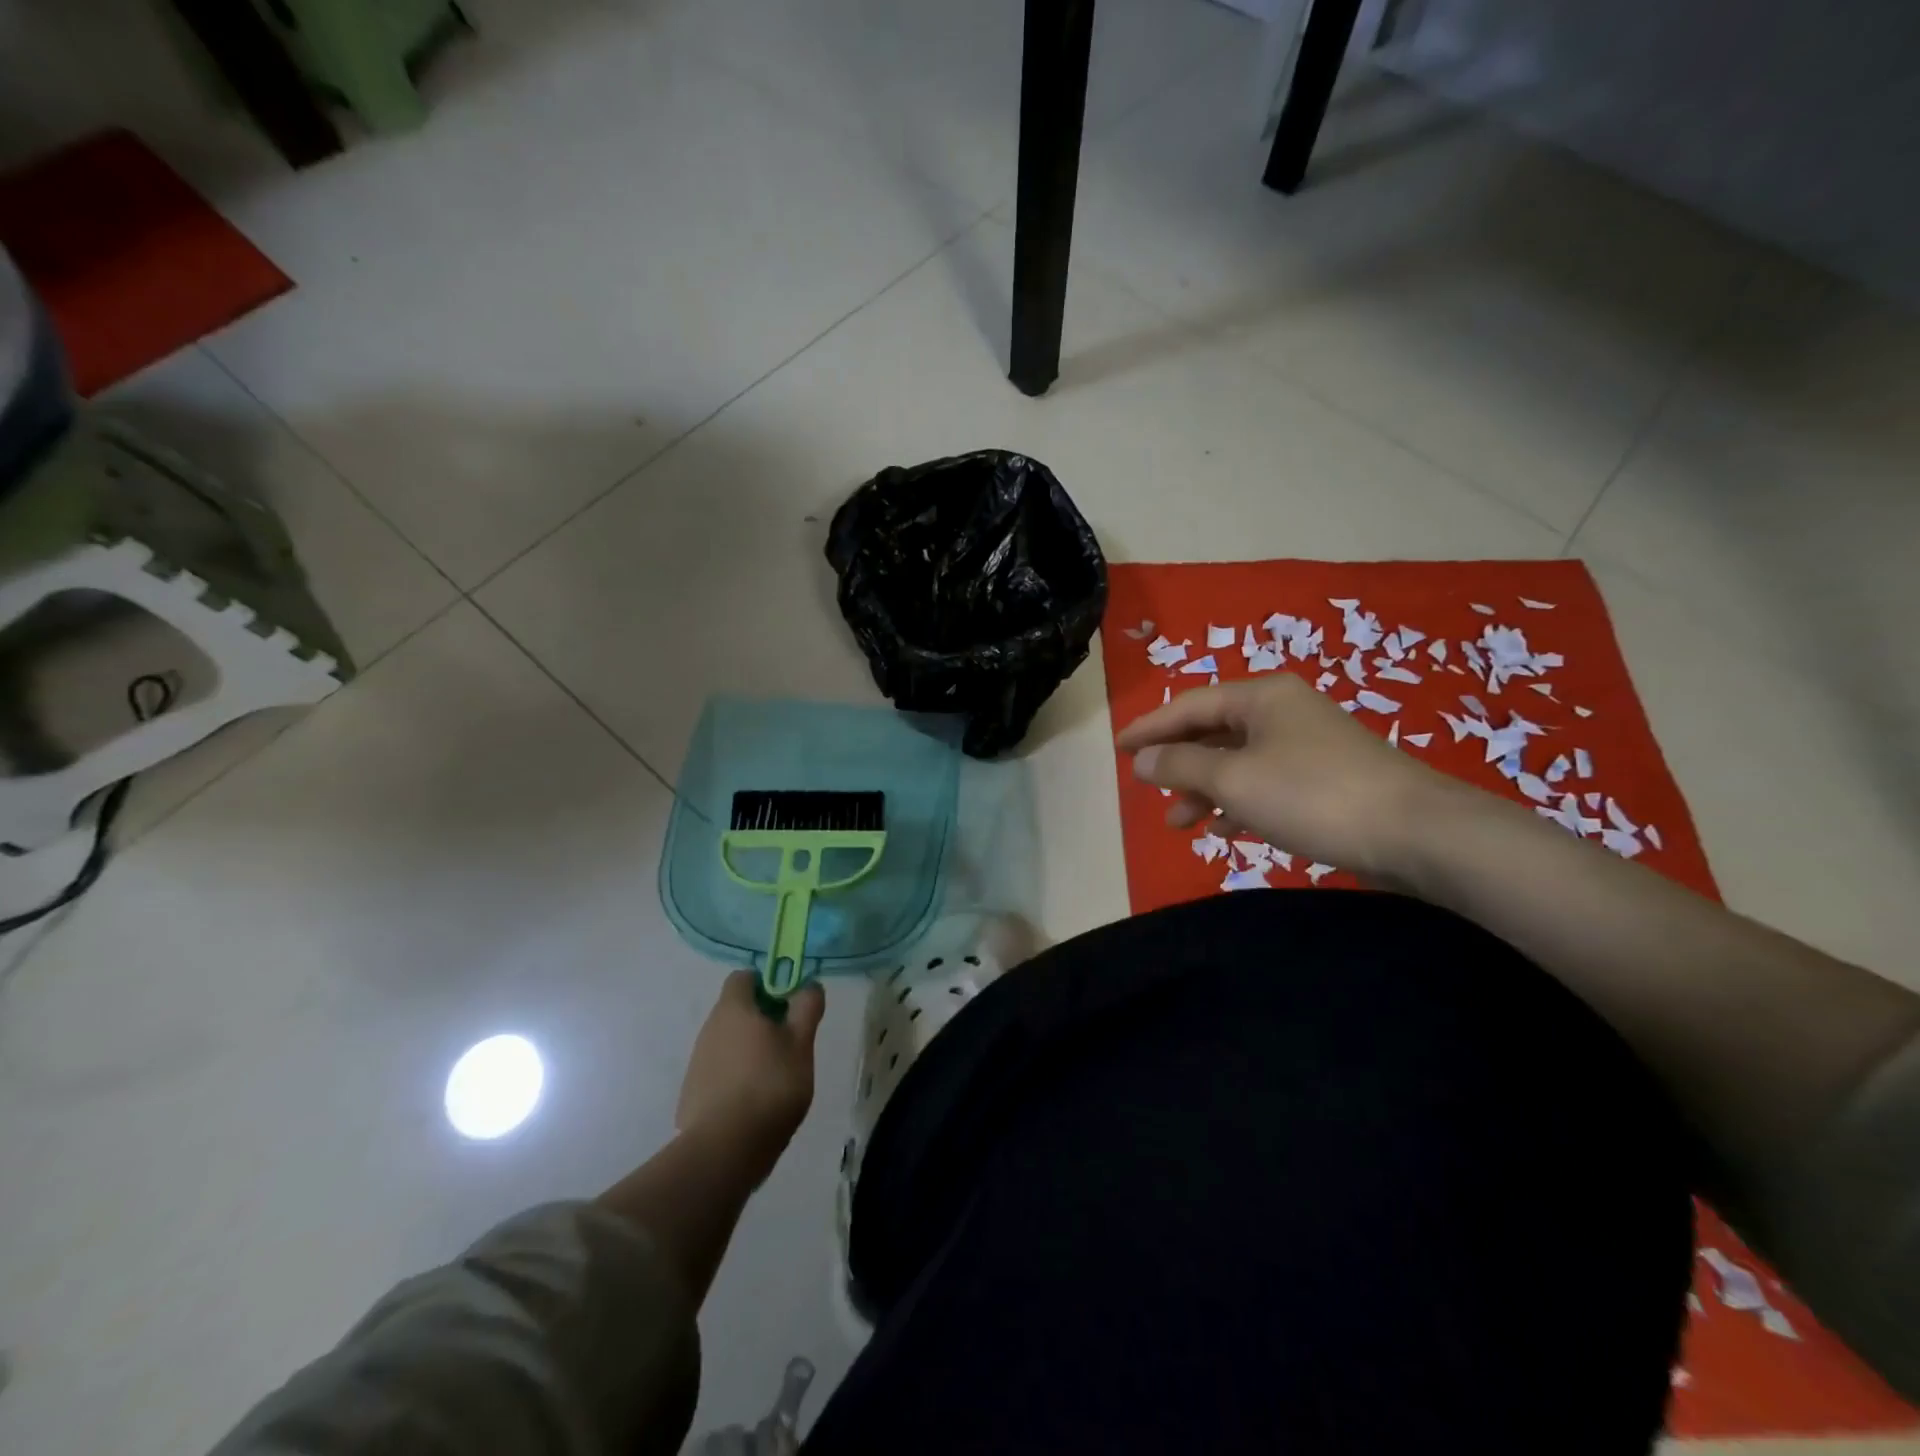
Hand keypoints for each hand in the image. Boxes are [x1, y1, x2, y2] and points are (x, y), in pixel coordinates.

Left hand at [677, 972, 824, 1165]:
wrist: (725, 1149)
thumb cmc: (770, 1084)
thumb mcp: (801, 1043)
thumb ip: (807, 1008)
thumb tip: (809, 984)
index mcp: (733, 1009)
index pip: (744, 977)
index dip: (767, 984)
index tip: (788, 1005)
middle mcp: (709, 1029)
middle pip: (736, 1011)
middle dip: (762, 1020)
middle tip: (789, 1044)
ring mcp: (697, 1063)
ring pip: (727, 1043)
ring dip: (749, 1050)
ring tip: (774, 1078)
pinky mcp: (692, 1095)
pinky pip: (718, 1073)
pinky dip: (735, 1079)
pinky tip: (753, 1103)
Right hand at [1115, 676, 1463, 878]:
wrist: (1416, 832)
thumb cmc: (1312, 794)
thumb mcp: (1234, 779)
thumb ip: (1181, 766)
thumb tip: (1141, 759)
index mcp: (1261, 696)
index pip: (1189, 704)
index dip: (1150, 727)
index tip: (1118, 749)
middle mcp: (1283, 711)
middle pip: (1213, 731)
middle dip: (1178, 763)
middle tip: (1147, 789)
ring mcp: (1307, 745)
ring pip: (1238, 761)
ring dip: (1205, 788)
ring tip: (1179, 822)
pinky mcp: (1325, 779)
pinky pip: (1265, 782)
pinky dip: (1239, 801)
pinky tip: (1224, 828)